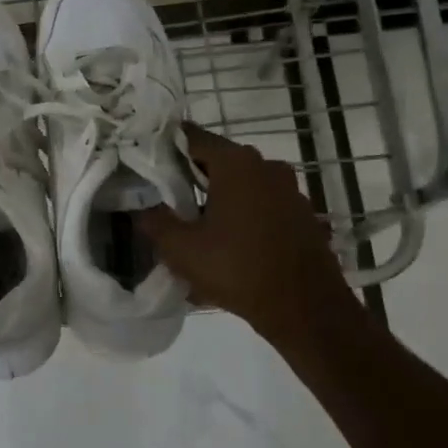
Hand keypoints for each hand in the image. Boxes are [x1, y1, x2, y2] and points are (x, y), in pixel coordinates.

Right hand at [137, 123, 363, 348]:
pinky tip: (228, 246)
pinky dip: (242, 218)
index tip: (147, 163)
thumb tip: (142, 208)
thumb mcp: (181, 249)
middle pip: (218, 161)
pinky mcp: (302, 215)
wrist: (305, 309)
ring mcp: (289, 190)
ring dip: (218, 200)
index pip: (192, 137)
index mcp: (236, 163)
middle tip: (166, 199)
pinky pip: (262, 206)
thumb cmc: (237, 269)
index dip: (166, 147)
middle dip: (191, 178)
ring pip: (241, 185)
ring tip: (196, 228)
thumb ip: (154, 221)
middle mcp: (266, 166)